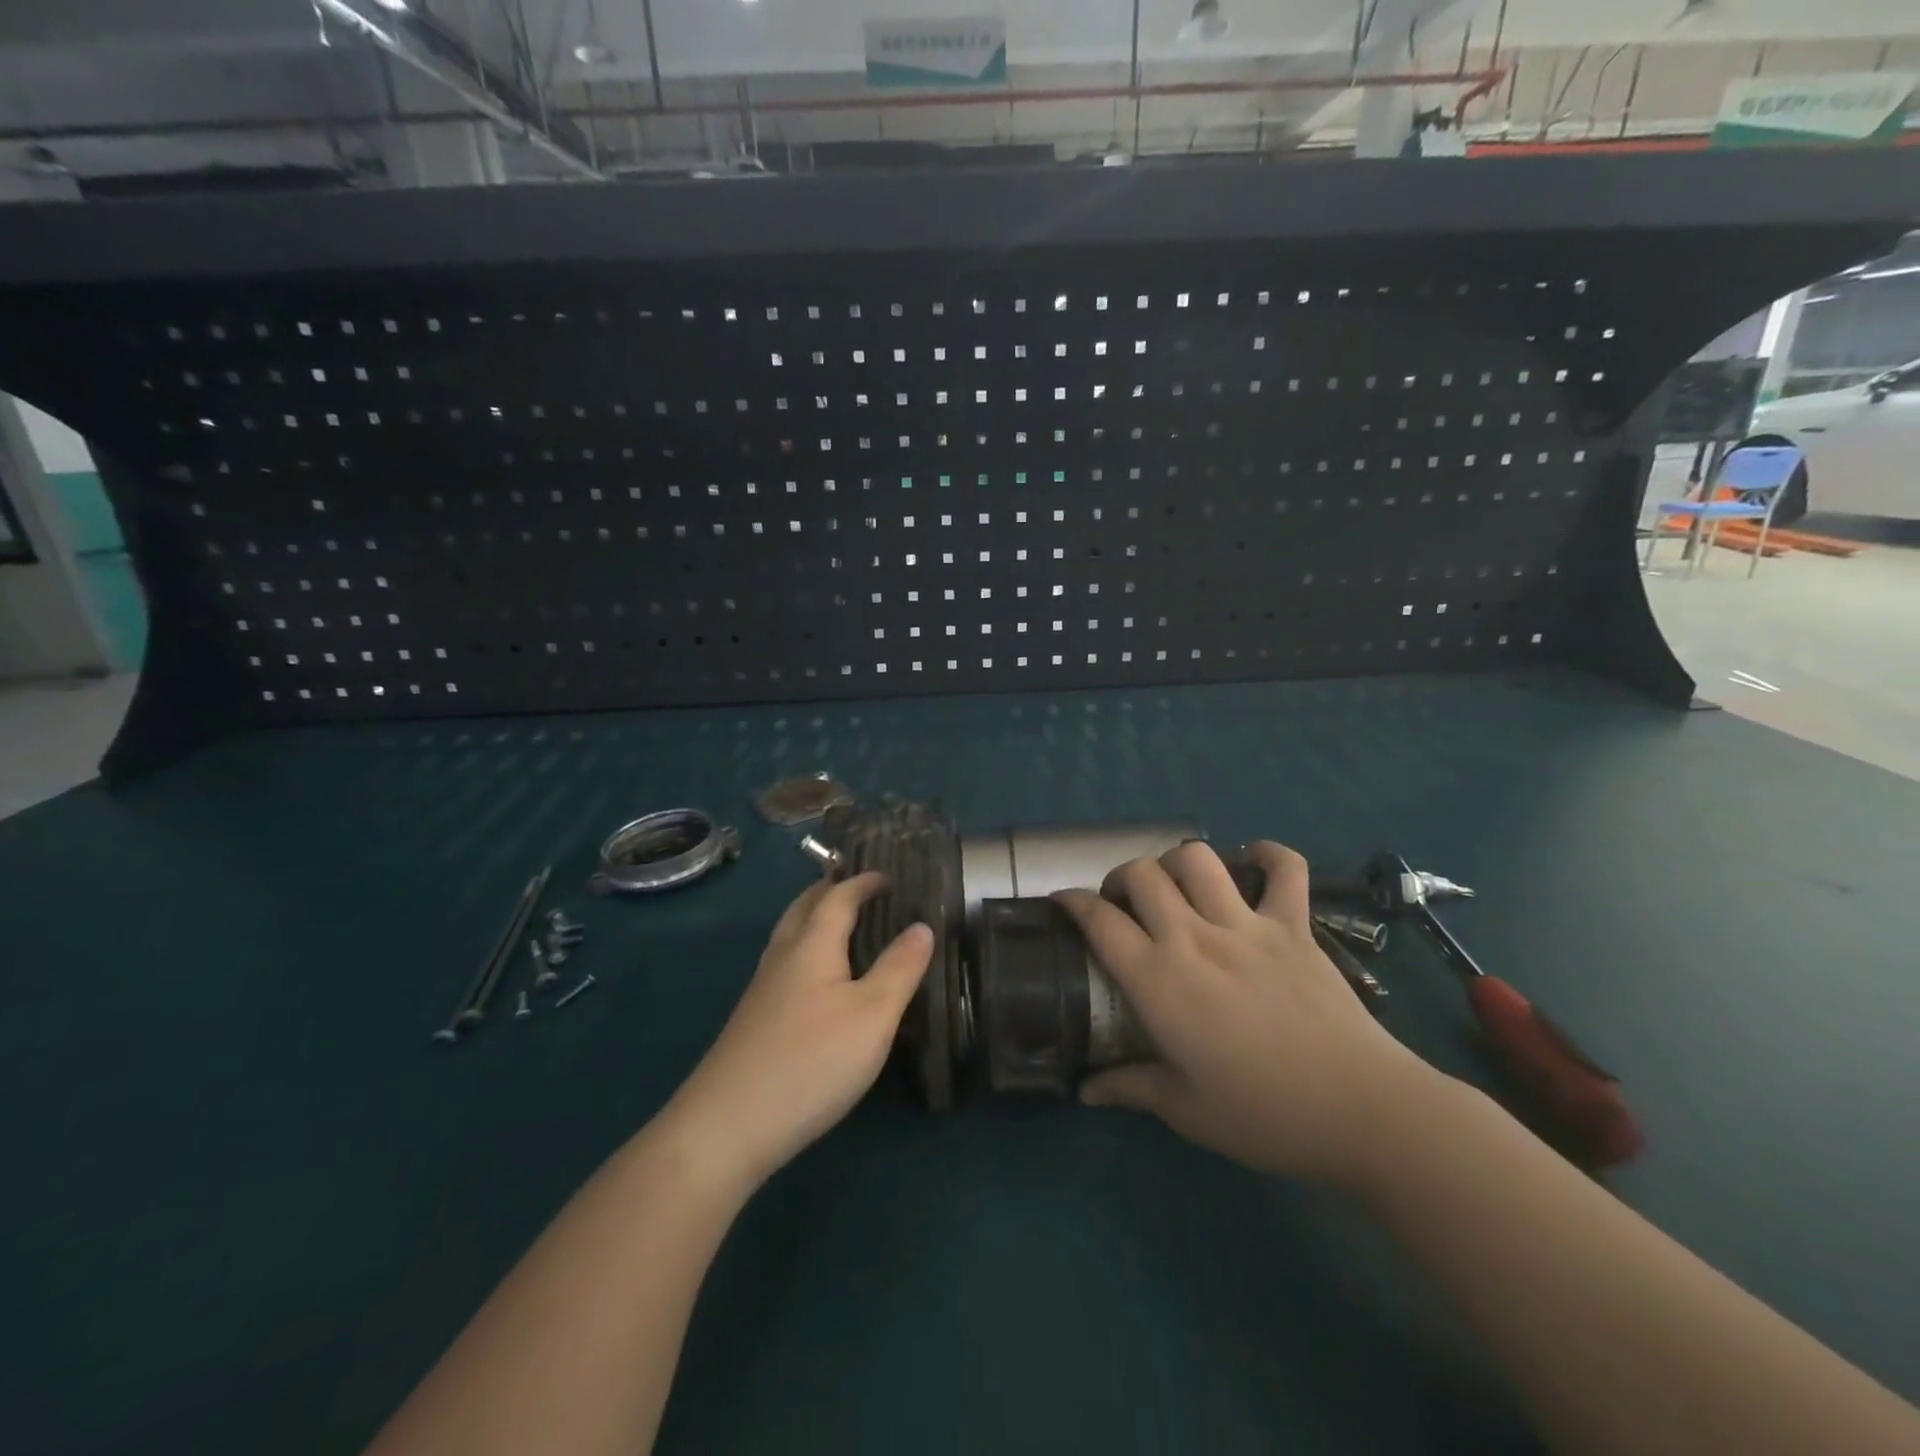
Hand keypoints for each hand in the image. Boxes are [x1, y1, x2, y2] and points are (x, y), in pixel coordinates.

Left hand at [665, 874, 931, 1190]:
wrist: (727, 1126)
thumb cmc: (811, 1060)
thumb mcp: (873, 1015)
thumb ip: (900, 968)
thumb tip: (921, 926)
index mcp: (811, 945)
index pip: (837, 897)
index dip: (862, 882)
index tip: (886, 875)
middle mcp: (782, 958)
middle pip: (803, 909)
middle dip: (829, 891)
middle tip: (857, 887)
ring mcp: (762, 991)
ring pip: (789, 937)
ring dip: (814, 920)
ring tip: (840, 926)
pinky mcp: (754, 1022)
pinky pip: (785, 965)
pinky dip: (807, 951)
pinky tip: (818, 982)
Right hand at [1054, 840, 1442, 1187]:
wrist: (1360, 1110)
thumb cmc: (1263, 1114)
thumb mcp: (1185, 1110)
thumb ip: (1129, 1088)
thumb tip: (1085, 1090)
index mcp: (1159, 981)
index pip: (1099, 921)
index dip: (1072, 903)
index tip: (1062, 902)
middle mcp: (1195, 938)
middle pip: (1141, 874)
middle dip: (1119, 878)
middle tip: (1122, 904)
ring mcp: (1247, 925)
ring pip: (1197, 859)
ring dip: (1175, 862)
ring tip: (1175, 886)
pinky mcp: (1294, 926)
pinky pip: (1286, 870)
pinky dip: (1267, 855)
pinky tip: (1252, 862)